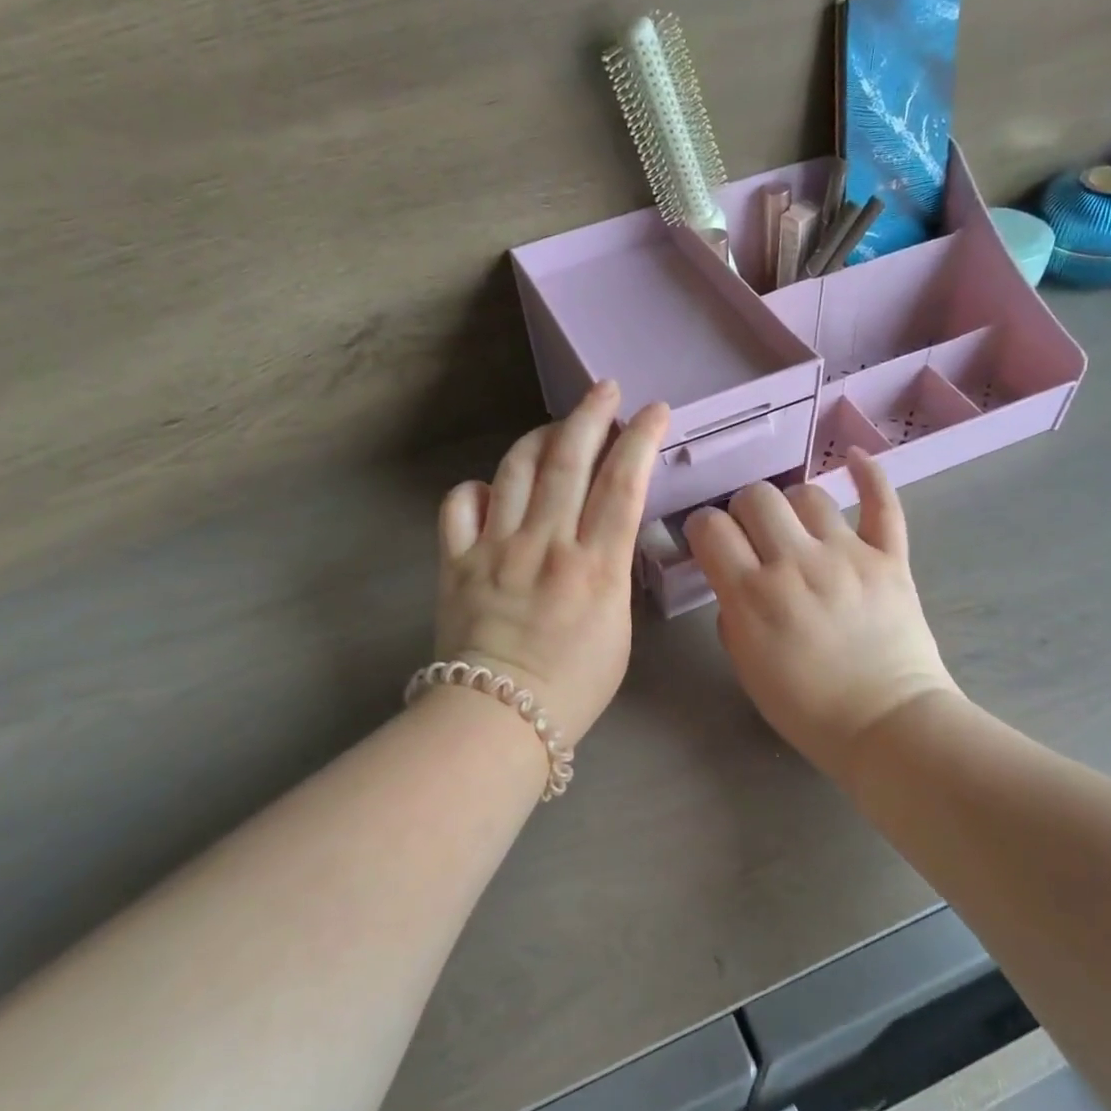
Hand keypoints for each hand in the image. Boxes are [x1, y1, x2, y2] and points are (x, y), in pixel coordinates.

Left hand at [434, 381, 669, 743]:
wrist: (499, 720)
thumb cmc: (572, 688)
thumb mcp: (617, 632)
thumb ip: (610, 575)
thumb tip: (598, 540)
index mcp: (595, 566)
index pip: (623, 484)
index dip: (640, 439)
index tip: (654, 410)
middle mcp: (546, 544)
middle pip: (569, 461)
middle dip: (591, 416)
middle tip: (604, 390)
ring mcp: (496, 547)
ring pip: (515, 470)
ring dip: (539, 439)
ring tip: (556, 429)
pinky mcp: (457, 560)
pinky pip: (459, 504)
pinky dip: (476, 487)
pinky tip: (490, 489)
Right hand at [683, 450, 958, 778]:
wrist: (887, 727)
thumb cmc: (807, 709)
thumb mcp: (746, 668)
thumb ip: (732, 615)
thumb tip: (736, 581)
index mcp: (752, 595)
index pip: (710, 528)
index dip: (703, 527)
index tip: (709, 540)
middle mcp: (795, 564)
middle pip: (755, 497)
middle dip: (744, 510)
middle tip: (752, 535)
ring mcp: (847, 556)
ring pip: (808, 494)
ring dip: (793, 506)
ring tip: (797, 526)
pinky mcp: (890, 558)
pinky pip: (882, 503)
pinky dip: (869, 476)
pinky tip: (857, 460)